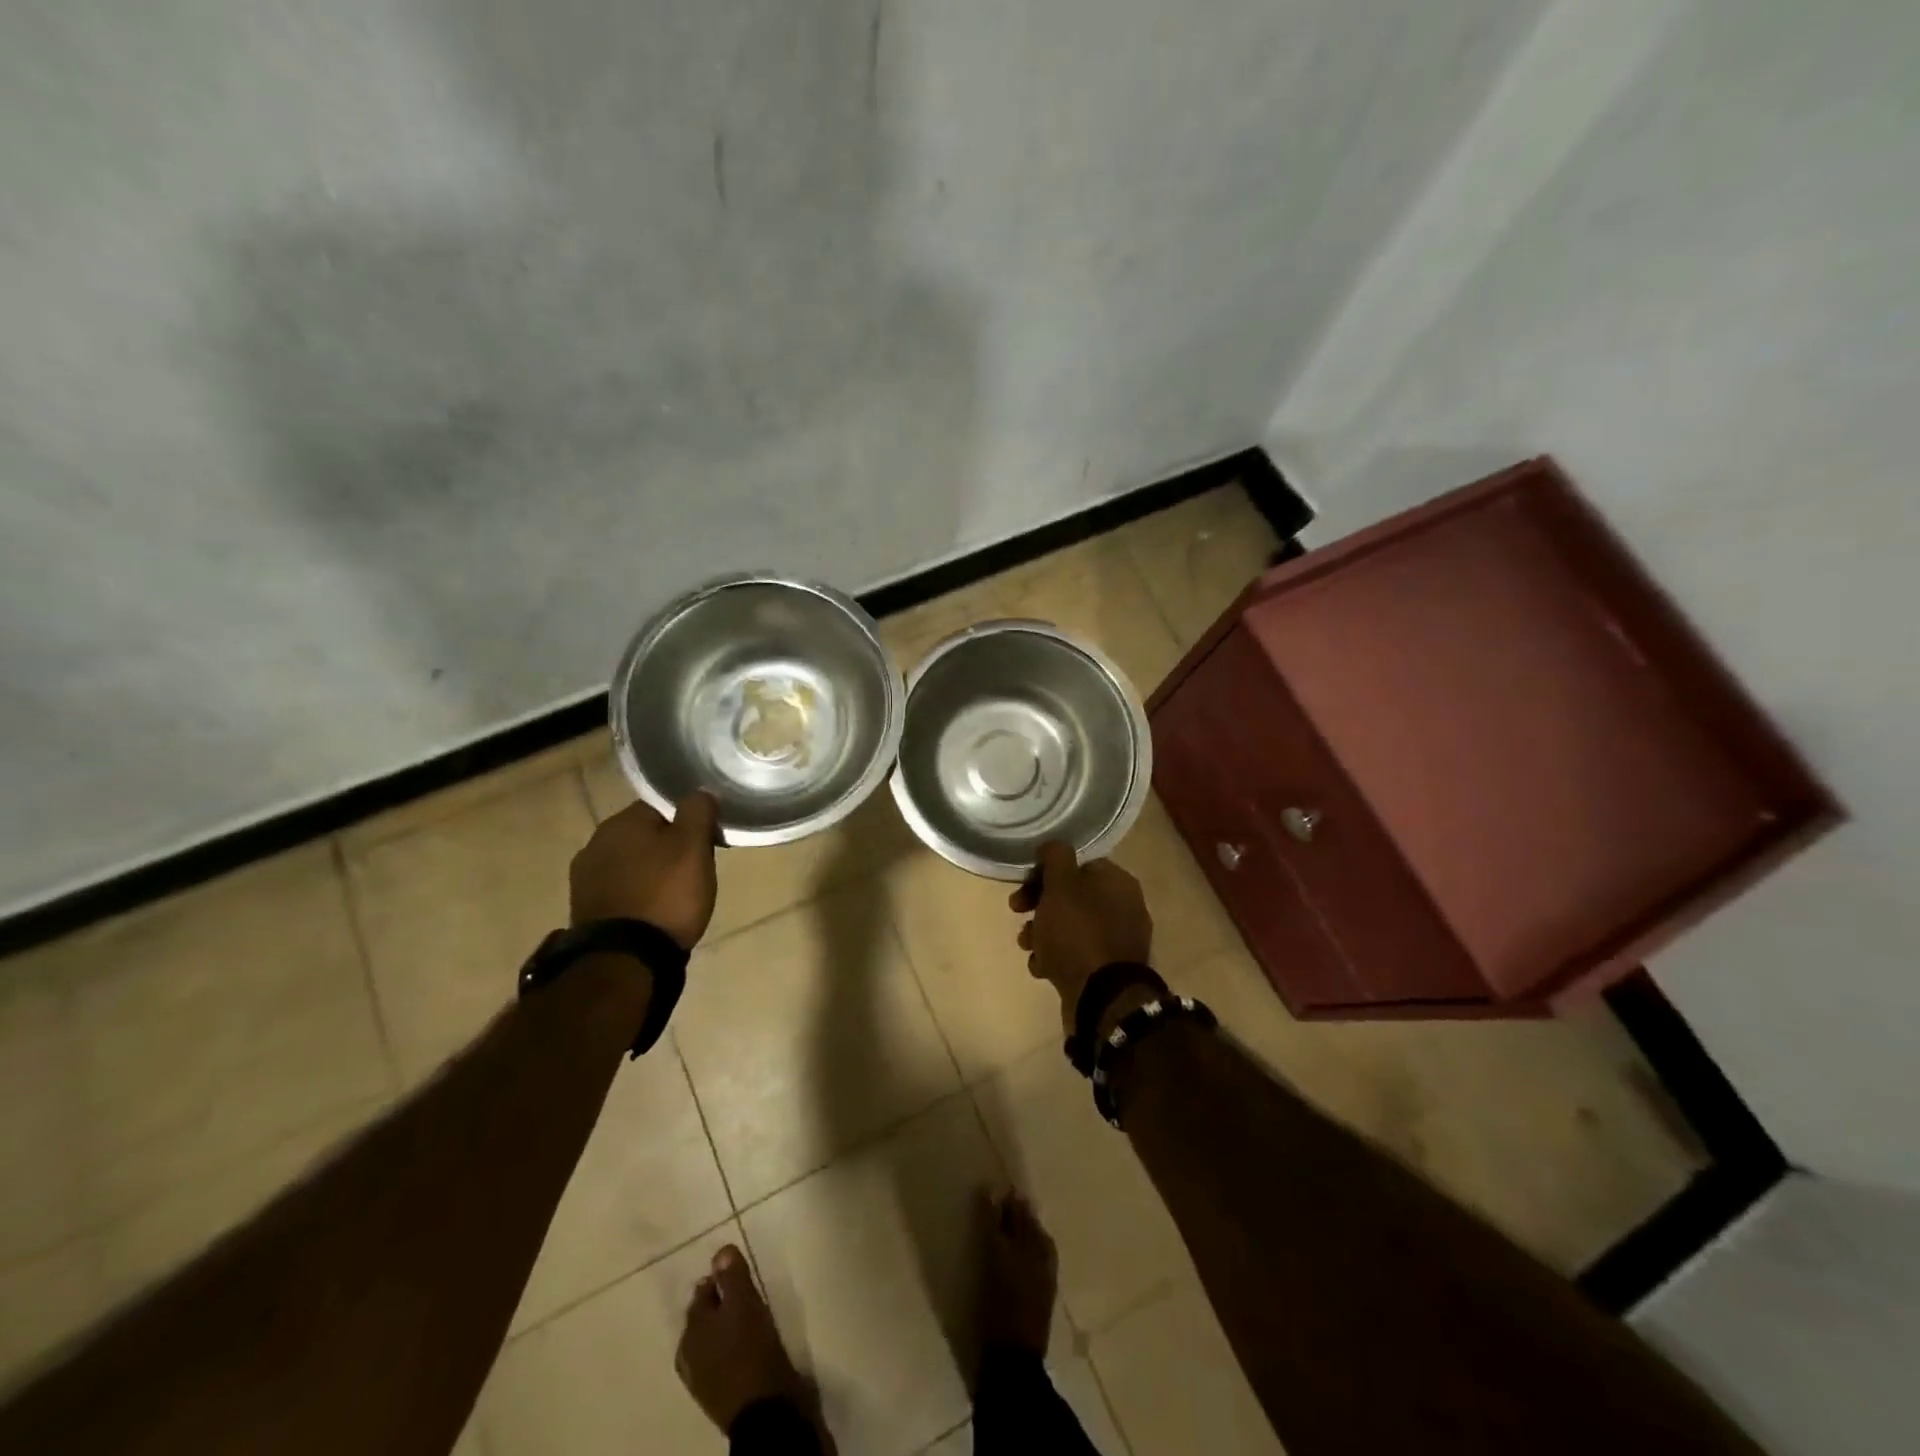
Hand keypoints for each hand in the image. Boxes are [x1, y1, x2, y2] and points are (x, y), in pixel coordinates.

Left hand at [570, 791, 719, 948]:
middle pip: (644, 836)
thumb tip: (700, 792)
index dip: (688, 824)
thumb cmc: (666, 895)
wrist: (624, 960)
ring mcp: (585, 878)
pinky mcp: (584, 909)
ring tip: (673, 897)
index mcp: (621, 821)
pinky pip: (619, 891)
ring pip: (630, 864)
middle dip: (667, 850)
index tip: (706, 845)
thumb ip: (698, 811)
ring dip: (649, 874)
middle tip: (693, 872)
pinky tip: (651, 914)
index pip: (662, 807)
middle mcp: (595, 842)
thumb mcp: (694, 847)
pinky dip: (635, 896)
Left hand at [676, 1245, 803, 1435]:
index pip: (702, 1292)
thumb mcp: (744, 1305)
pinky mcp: (723, 1393)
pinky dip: (735, 1344)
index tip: (741, 1269)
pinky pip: (726, 1356)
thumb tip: (720, 1251)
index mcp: (692, 1332)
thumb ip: (732, 1277)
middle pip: (707, 1316)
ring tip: (753, 1312)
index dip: (720, 1277)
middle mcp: (691, 1355)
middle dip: (723, 1301)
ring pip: (716, 1337)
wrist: (766, 1413)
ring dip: (729, 1323)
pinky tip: (753, 1340)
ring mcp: (705, 1378)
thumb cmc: (751, 1351)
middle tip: (748, 1289)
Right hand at [1010, 840, 1152, 1030]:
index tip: (1023, 883)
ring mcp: (1118, 941)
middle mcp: (1124, 907)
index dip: (1046, 870)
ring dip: (1043, 933)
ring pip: (1071, 926)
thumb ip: (1056, 858)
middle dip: (1040, 904)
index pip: (1078, 863)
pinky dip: (1056, 958)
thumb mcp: (1061, 886)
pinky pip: (1077, 954)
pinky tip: (1042, 969)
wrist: (1102, 998)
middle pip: (1072, 895)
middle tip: (1017, 911)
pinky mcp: (1108, 970)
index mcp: (1118, 882)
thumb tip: (1053, 845)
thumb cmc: (1078, 934)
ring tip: (1027, 946)